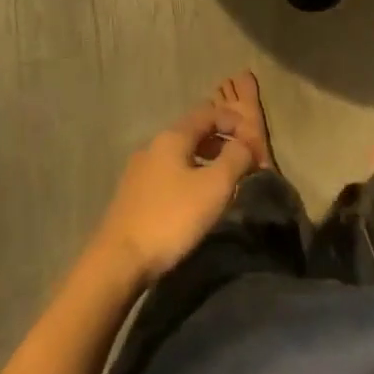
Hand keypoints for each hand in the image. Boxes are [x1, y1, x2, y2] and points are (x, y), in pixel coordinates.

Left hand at [91, 103, 256, 285]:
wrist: (119, 260)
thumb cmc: (172, 217)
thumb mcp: (214, 187)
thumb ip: (235, 158)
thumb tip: (245, 144)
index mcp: (172, 137)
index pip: (208, 113)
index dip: (234, 121)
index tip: (255, 141)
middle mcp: (153, 146)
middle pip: (193, 132)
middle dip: (222, 141)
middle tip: (245, 162)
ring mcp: (139, 170)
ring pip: (181, 155)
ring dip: (207, 161)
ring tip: (225, 182)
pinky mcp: (133, 194)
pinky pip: (169, 174)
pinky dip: (190, 176)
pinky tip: (197, 200)